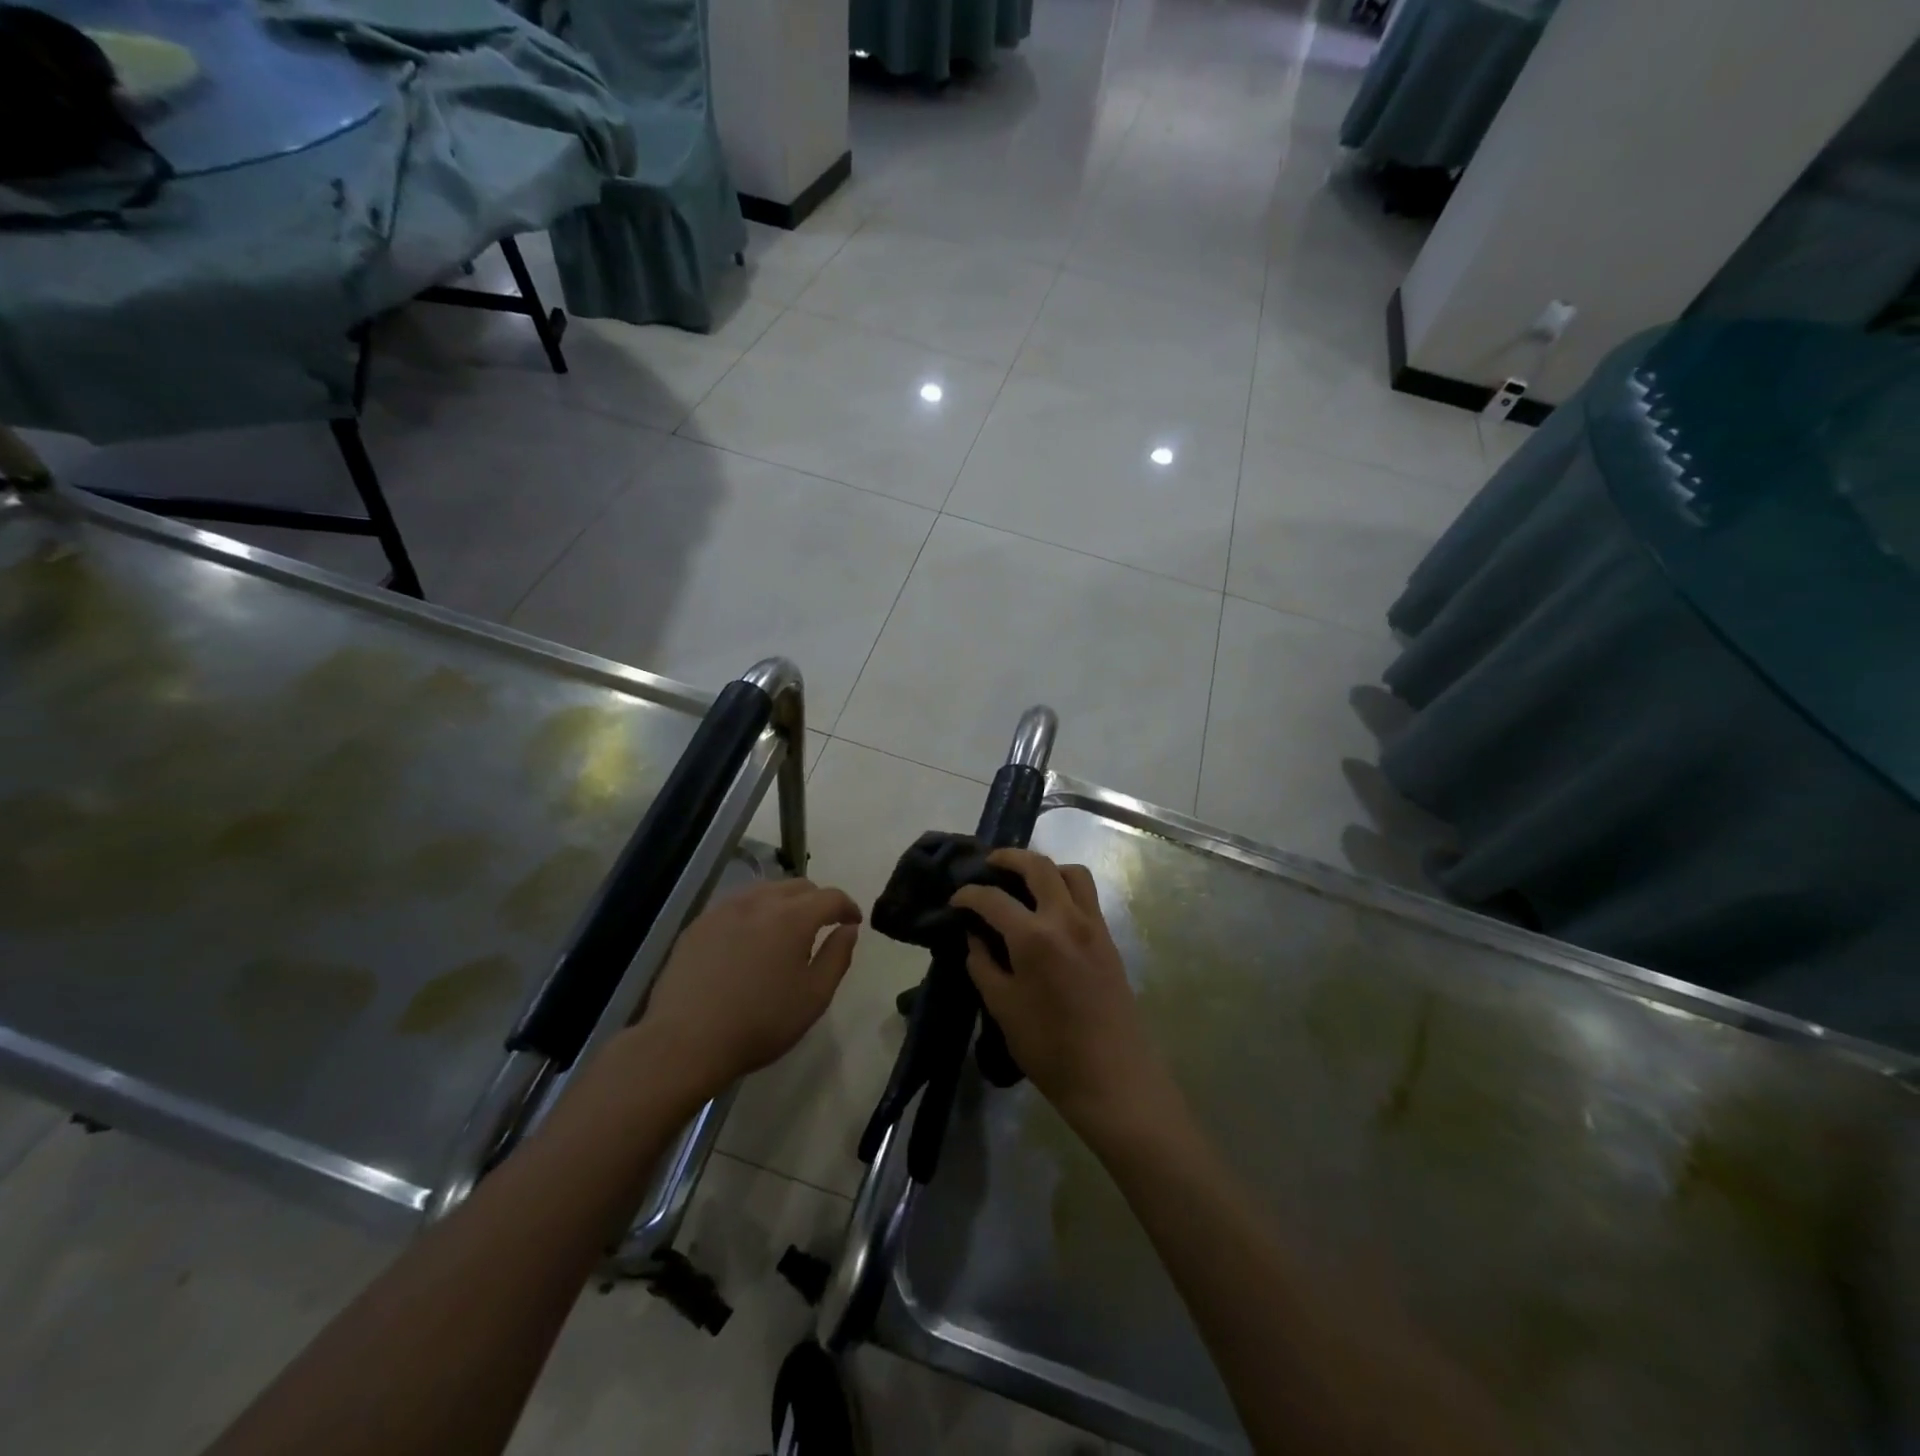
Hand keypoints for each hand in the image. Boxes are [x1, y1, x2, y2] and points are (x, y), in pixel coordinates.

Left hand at [635, 879, 860, 1102]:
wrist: (685, 1041)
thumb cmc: (760, 1023)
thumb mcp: (814, 997)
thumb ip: (837, 956)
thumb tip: (848, 929)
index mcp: (793, 917)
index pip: (831, 896)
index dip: (848, 907)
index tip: (853, 923)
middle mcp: (760, 902)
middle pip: (798, 886)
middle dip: (817, 901)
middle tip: (822, 926)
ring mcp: (725, 909)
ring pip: (765, 890)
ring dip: (784, 903)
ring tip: (785, 931)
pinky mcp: (699, 924)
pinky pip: (736, 905)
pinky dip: (754, 913)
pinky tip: (749, 941)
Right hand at [951, 850, 1174, 1137]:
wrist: (1113, 1077)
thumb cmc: (1050, 1049)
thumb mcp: (1002, 1008)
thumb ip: (983, 965)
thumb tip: (974, 937)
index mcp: (1034, 936)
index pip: (993, 899)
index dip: (968, 894)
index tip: (954, 899)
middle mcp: (1066, 918)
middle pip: (1038, 866)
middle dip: (1009, 858)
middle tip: (989, 864)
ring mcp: (1093, 925)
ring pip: (1071, 872)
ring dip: (1045, 867)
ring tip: (1024, 880)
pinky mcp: (1109, 938)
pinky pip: (1086, 895)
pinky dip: (1064, 886)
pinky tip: (1048, 908)